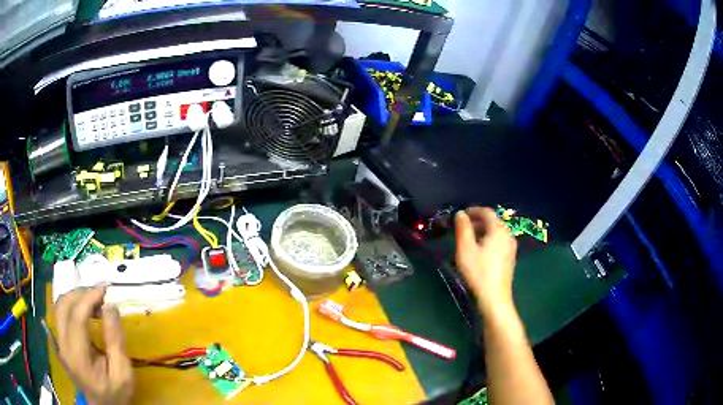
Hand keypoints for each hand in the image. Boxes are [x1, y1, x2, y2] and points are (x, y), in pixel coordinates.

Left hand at [54, 285, 133, 404]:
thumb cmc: (115, 393)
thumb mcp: (123, 373)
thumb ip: (116, 341)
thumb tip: (110, 306)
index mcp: (78, 357)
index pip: (76, 317)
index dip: (89, 298)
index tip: (104, 289)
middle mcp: (63, 346)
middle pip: (63, 306)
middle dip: (81, 293)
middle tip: (100, 294)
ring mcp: (59, 343)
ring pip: (59, 306)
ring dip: (75, 297)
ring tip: (93, 301)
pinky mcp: (59, 341)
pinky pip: (60, 314)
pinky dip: (71, 305)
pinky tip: (84, 310)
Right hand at [454, 207, 517, 314]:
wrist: (494, 298)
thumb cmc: (479, 272)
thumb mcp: (466, 249)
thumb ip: (463, 228)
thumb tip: (460, 214)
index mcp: (498, 230)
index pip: (487, 212)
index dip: (473, 210)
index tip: (460, 215)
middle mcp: (508, 235)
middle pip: (493, 222)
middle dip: (477, 221)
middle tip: (462, 228)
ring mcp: (511, 247)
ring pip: (496, 232)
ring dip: (482, 231)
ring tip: (469, 240)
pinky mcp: (510, 258)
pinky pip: (499, 242)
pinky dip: (488, 240)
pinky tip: (480, 252)